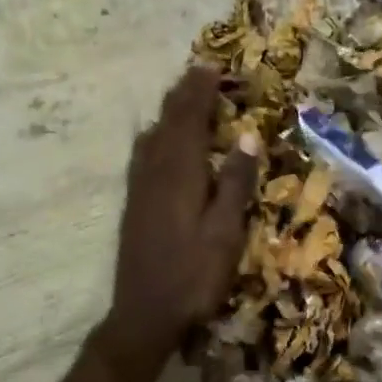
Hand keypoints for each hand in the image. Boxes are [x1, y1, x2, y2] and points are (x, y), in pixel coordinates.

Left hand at [105, 66, 258, 364]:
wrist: (143, 314)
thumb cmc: (193, 276)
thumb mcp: (225, 232)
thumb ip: (235, 182)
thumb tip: (248, 135)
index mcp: (179, 173)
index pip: (189, 118)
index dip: (200, 90)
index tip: (212, 66)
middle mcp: (154, 171)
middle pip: (168, 121)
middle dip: (184, 94)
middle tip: (201, 73)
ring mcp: (139, 187)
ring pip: (152, 135)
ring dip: (170, 111)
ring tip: (184, 97)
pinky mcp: (133, 202)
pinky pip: (143, 153)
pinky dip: (156, 134)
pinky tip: (159, 140)